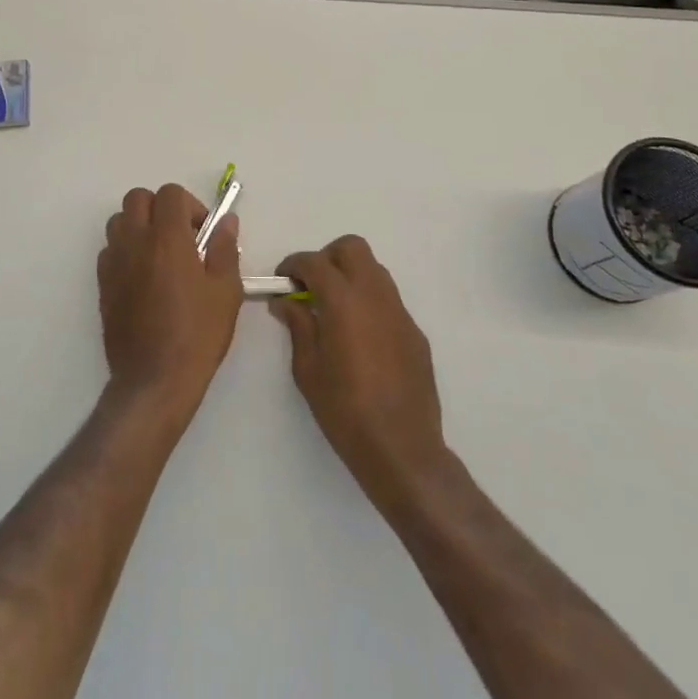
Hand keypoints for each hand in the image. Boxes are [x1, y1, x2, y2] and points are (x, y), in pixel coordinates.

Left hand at [98, 184, 242, 414]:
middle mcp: (135, 241)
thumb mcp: (225, 291)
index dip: (190, 206)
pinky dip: (125, 251)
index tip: (202, 233)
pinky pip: (109, 250)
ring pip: (118, 221)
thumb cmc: (197, 334)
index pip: (170, 193)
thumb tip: (226, 222)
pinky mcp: (102, 284)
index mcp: (167, 238)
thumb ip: (225, 248)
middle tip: (181, 237)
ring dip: (139, 226)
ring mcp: (114, 262)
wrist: (154, 380)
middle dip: (160, 208)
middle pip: (138, 198)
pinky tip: (143, 278)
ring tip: (160, 255)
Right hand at [272, 236, 448, 509]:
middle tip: (312, 286)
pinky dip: (369, 302)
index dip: (294, 264)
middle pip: (352, 248)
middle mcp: (374, 295)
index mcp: (343, 301)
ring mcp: (400, 312)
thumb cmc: (345, 411)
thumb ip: (298, 325)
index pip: (315, 261)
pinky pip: (388, 300)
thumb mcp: (307, 369)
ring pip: (374, 269)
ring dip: (351, 276)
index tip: (283, 280)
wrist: (402, 450)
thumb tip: (286, 301)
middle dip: (327, 258)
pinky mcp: (415, 332)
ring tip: (335, 309)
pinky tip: (361, 337)